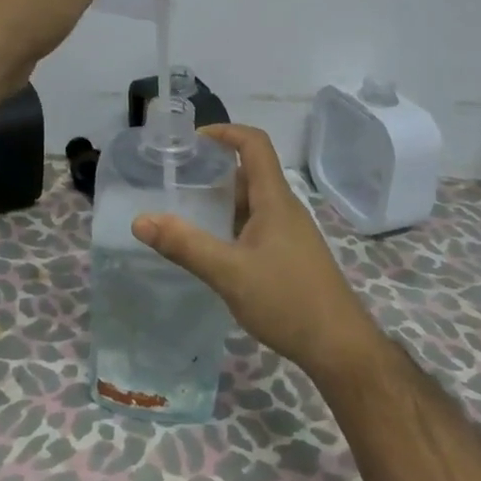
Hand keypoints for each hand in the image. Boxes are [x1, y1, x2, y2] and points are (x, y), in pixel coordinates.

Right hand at [134, 124, 383, 380]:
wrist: (341, 348)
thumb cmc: (287, 301)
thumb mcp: (229, 273)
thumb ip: (185, 246)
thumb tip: (140, 220)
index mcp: (274, 199)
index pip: (254, 144)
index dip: (226, 132)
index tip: (193, 140)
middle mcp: (284, 208)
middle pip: (250, 172)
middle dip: (214, 170)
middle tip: (178, 180)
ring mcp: (291, 233)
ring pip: (253, 202)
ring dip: (222, 200)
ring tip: (187, 212)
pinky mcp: (292, 255)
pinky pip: (258, 225)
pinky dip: (232, 224)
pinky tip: (214, 249)